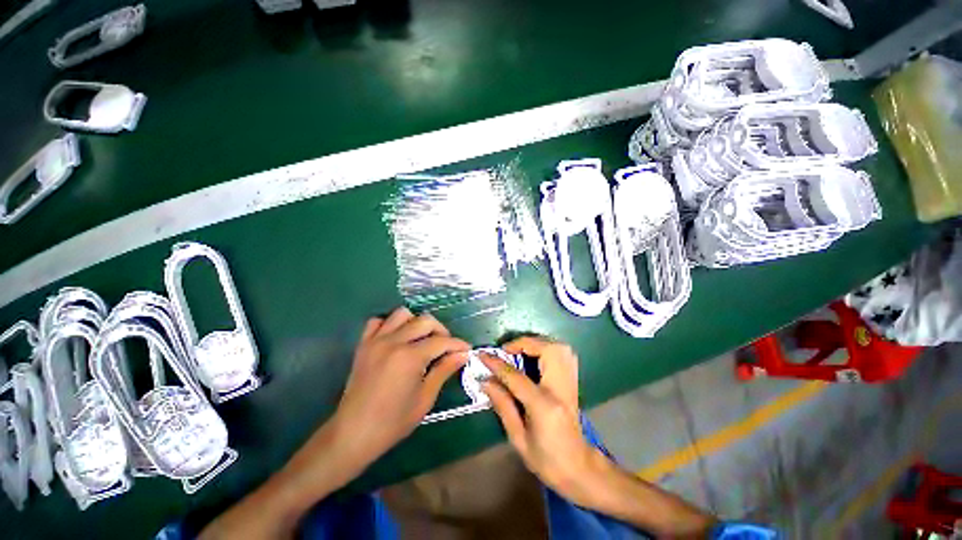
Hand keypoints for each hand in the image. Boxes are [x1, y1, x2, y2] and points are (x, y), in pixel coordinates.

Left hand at [331, 307, 469, 466]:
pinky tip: (397, 339)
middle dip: (441, 331)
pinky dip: (391, 325)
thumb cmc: (393, 422)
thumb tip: (462, 354)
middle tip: (446, 347)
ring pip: (402, 314)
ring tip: (422, 340)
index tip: (466, 349)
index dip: (458, 344)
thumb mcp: (425, 398)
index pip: (441, 341)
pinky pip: (378, 322)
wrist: (353, 433)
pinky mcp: (363, 344)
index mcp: (410, 357)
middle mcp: (393, 341)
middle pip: (425, 321)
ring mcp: (376, 340)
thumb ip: (444, 370)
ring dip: (417, 323)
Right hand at [481, 336, 606, 506]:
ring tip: (520, 350)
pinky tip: (537, 355)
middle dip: (524, 343)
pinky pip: (564, 353)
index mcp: (543, 406)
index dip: (497, 363)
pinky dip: (548, 347)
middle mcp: (560, 388)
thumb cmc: (546, 460)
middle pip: (547, 350)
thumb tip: (485, 381)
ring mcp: (570, 383)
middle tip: (507, 350)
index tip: (482, 355)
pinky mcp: (573, 382)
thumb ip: (502, 405)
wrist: (579, 469)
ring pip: (559, 347)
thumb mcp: (518, 438)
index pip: (516, 376)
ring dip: (537, 343)